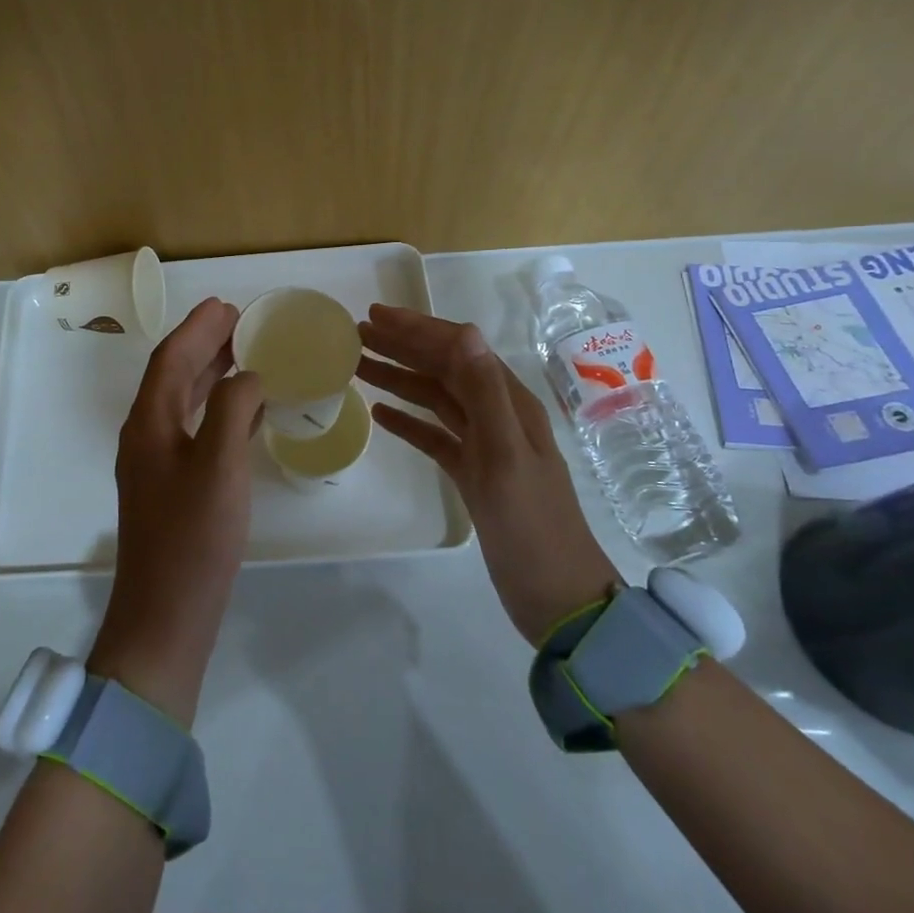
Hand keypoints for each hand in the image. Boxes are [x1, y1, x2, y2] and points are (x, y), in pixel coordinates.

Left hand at [89, 298, 264, 726]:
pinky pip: (195, 430)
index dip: (196, 328)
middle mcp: (146, 437)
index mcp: (148, 424)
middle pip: (173, 376)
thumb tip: (246, 376)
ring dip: (210, 374)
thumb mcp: (218, 467)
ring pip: (184, 403)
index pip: (171, 360)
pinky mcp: (172, 488)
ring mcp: (157, 464)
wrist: (166, 615)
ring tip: (244, 355)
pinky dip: (217, 410)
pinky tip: (245, 413)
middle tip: (239, 322)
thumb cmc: (193, 538)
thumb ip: (230, 410)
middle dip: (203, 344)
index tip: (227, 305)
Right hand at [357, 305, 616, 643]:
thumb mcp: (506, 455)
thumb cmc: (531, 525)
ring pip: (434, 399)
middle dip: (402, 347)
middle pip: (443, 368)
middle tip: (356, 334)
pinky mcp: (472, 473)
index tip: (376, 316)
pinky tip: (380, 413)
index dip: (418, 329)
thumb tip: (464, 333)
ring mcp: (484, 445)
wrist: (557, 596)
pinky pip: (433, 435)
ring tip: (358, 366)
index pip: (459, 350)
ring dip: (399, 378)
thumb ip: (485, 393)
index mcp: (509, 403)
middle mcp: (496, 415)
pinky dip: (407, 422)